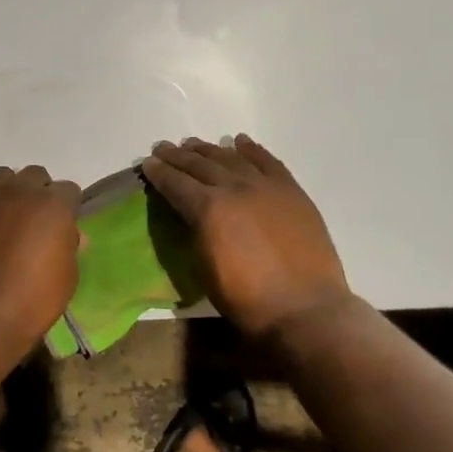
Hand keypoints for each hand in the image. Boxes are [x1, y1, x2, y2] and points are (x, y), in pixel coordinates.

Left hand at [0, 164, 81, 350]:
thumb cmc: (32, 302)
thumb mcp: (67, 278)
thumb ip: (69, 246)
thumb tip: (71, 234)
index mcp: (55, 206)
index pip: (68, 190)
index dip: (66, 209)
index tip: (59, 227)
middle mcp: (22, 190)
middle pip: (36, 175)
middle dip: (38, 194)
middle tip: (31, 222)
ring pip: (2, 174)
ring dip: (6, 190)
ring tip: (1, 215)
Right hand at [143, 136, 354, 338]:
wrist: (305, 309)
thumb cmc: (247, 300)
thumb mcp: (205, 269)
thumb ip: (195, 233)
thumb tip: (190, 215)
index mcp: (208, 208)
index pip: (176, 183)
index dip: (159, 172)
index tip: (147, 163)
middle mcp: (234, 188)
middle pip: (200, 164)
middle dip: (178, 156)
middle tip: (163, 148)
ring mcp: (266, 186)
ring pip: (231, 158)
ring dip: (209, 149)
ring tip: (194, 144)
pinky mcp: (291, 191)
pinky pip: (268, 162)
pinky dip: (251, 150)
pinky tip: (240, 142)